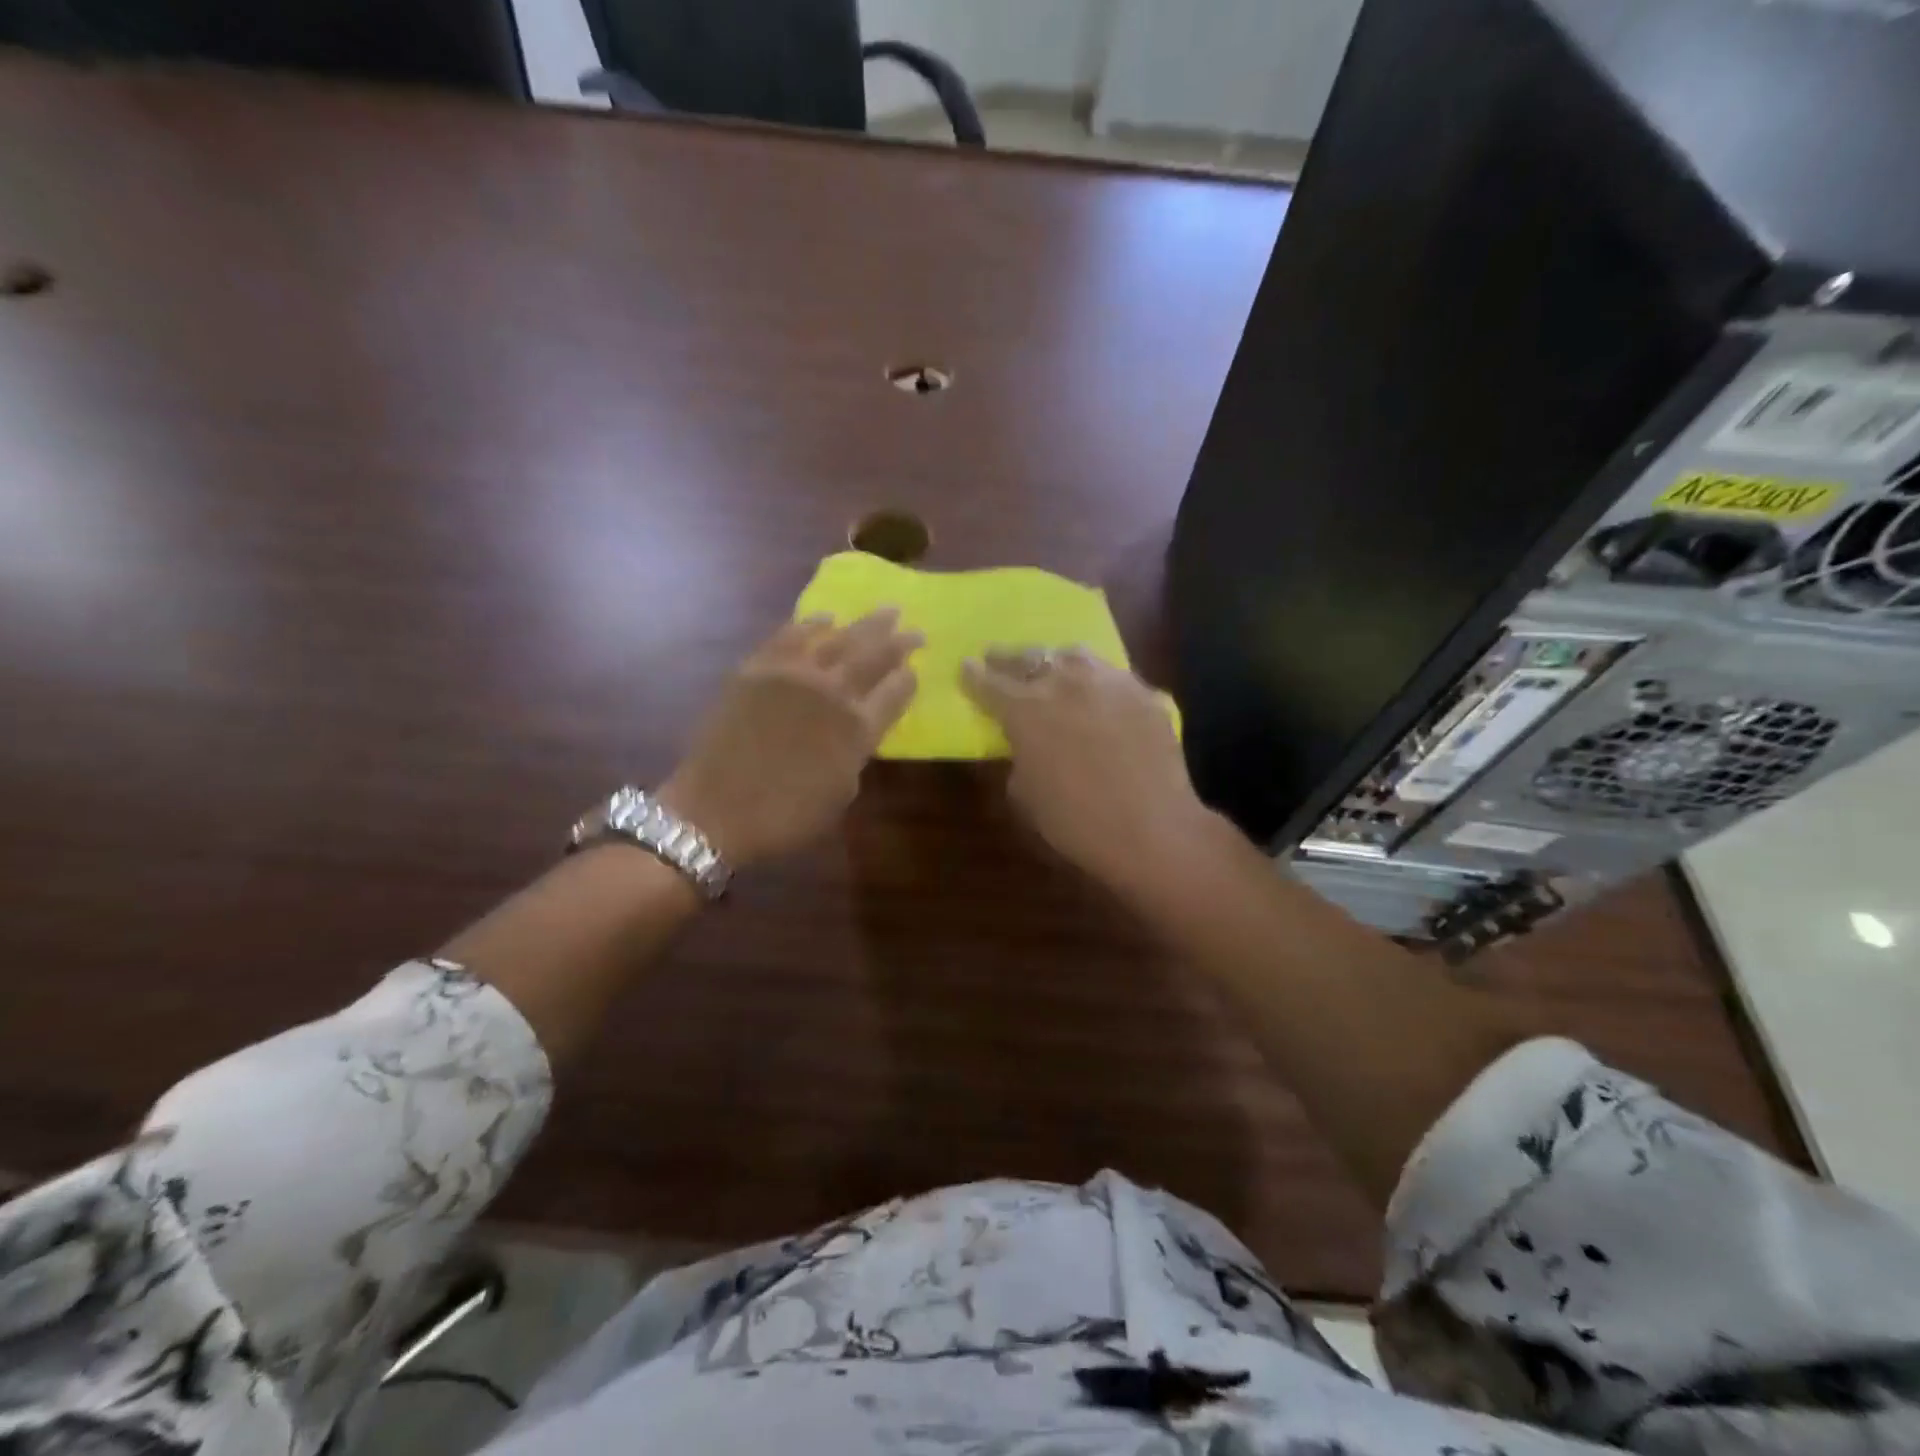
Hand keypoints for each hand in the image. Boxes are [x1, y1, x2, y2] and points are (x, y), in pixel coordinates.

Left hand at [660, 611, 921, 866]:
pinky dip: (813, 624)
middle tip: (916, 630)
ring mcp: (794, 674)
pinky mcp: (759, 667)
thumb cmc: (786, 815)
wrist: (715, 810)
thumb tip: (859, 725)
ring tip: (886, 612)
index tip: (915, 670)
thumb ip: (858, 751)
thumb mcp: (841, 792)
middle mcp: (832, 692)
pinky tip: (827, 618)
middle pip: (876, 656)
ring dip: (866, 625)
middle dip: (900, 642)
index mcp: (858, 728)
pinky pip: (791, 635)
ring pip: (839, 638)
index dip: (909, 679)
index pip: (897, 691)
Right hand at [961, 649, 1214, 890]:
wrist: (1152, 829)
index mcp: (1026, 709)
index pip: (990, 683)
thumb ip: (1018, 757)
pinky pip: (1113, 677)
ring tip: (1053, 667)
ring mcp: (1110, 682)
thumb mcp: (1025, 794)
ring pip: (1075, 656)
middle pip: (1031, 658)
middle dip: (1009, 659)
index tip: (966, 666)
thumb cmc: (1075, 821)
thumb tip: (1026, 743)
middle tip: (998, 658)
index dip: (974, 675)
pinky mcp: (1145, 693)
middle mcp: (1065, 682)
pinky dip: (1098, 682)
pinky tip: (1100, 696)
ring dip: (1056, 660)